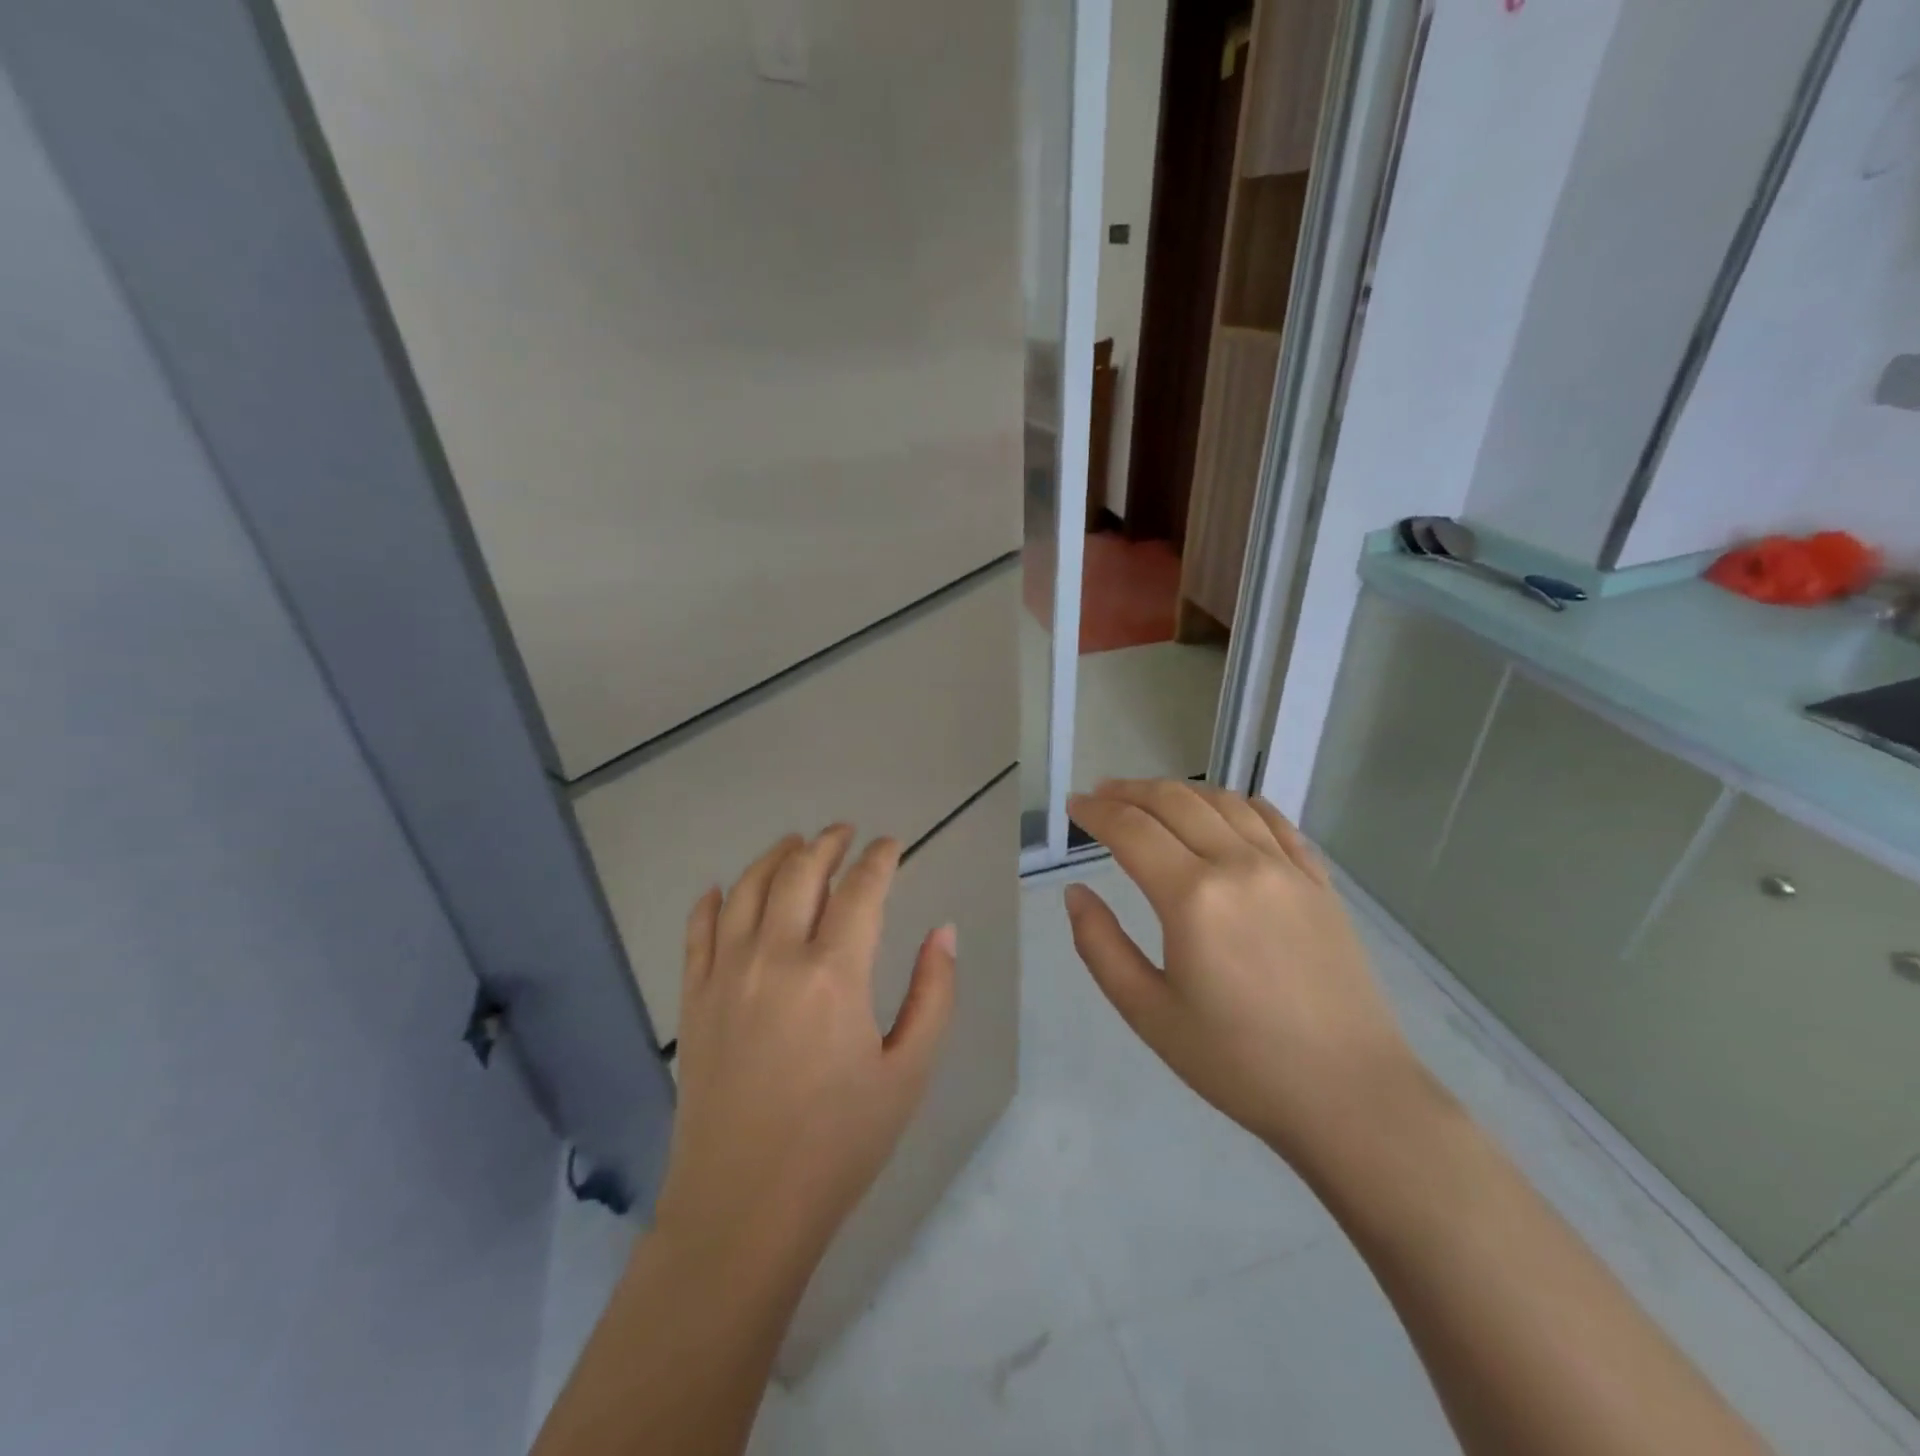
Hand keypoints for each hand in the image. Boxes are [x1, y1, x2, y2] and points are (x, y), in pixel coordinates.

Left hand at [655, 827, 956, 1277]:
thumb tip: (944, 932)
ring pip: (747, 888)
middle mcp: (776, 957)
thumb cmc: (839, 1144)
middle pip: (800, 872)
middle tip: (846, 832)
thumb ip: (933, 993)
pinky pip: (698, 930)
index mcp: (835, 973)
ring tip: (794, 844)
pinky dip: (712, 900)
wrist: (743, 1209)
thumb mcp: (908, 1072)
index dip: (880, 858)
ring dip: (774, 856)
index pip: (861, 889)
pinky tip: (722, 889)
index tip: (892, 845)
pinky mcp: (694, 1000)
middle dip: (827, 843)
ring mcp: (727, 975)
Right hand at [1064, 780, 1422, 1175]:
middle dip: (1130, 791)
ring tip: (1151, 798)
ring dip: (1179, 791)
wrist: (1350, 1095)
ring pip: (1223, 802)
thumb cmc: (1238, 1062)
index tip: (1073, 805)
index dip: (1095, 812)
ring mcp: (1286, 868)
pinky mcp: (1319, 882)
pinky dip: (1237, 803)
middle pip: (1175, 802)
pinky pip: (1274, 820)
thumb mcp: (1149, 1014)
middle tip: (1101, 795)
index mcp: (1192, 897)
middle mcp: (1239, 865)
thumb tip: (1076, 893)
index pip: (1131, 830)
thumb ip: (1101, 946)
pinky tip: (1224, 809)